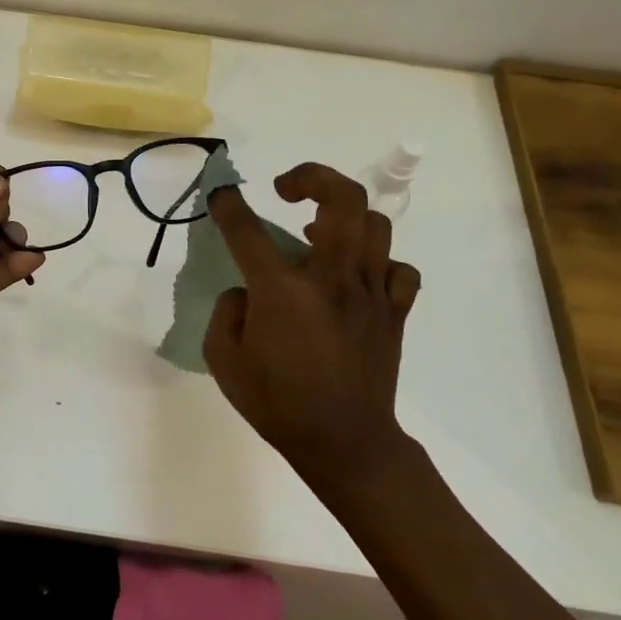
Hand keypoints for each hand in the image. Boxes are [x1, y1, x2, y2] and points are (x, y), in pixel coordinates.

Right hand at [202, 163, 420, 485]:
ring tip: (321, 232)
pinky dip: (380, 262)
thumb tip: (246, 292)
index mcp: (282, 292)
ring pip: (375, 224)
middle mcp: (331, 279)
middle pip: (341, 199)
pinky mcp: (395, 311)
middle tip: (287, 188)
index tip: (221, 194)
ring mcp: (371, 292)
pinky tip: (358, 276)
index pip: (248, 230)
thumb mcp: (224, 361)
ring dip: (345, 217)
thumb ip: (227, 313)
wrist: (345, 443)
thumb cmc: (277, 404)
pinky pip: (399, 269)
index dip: (229, 205)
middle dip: (312, 176)